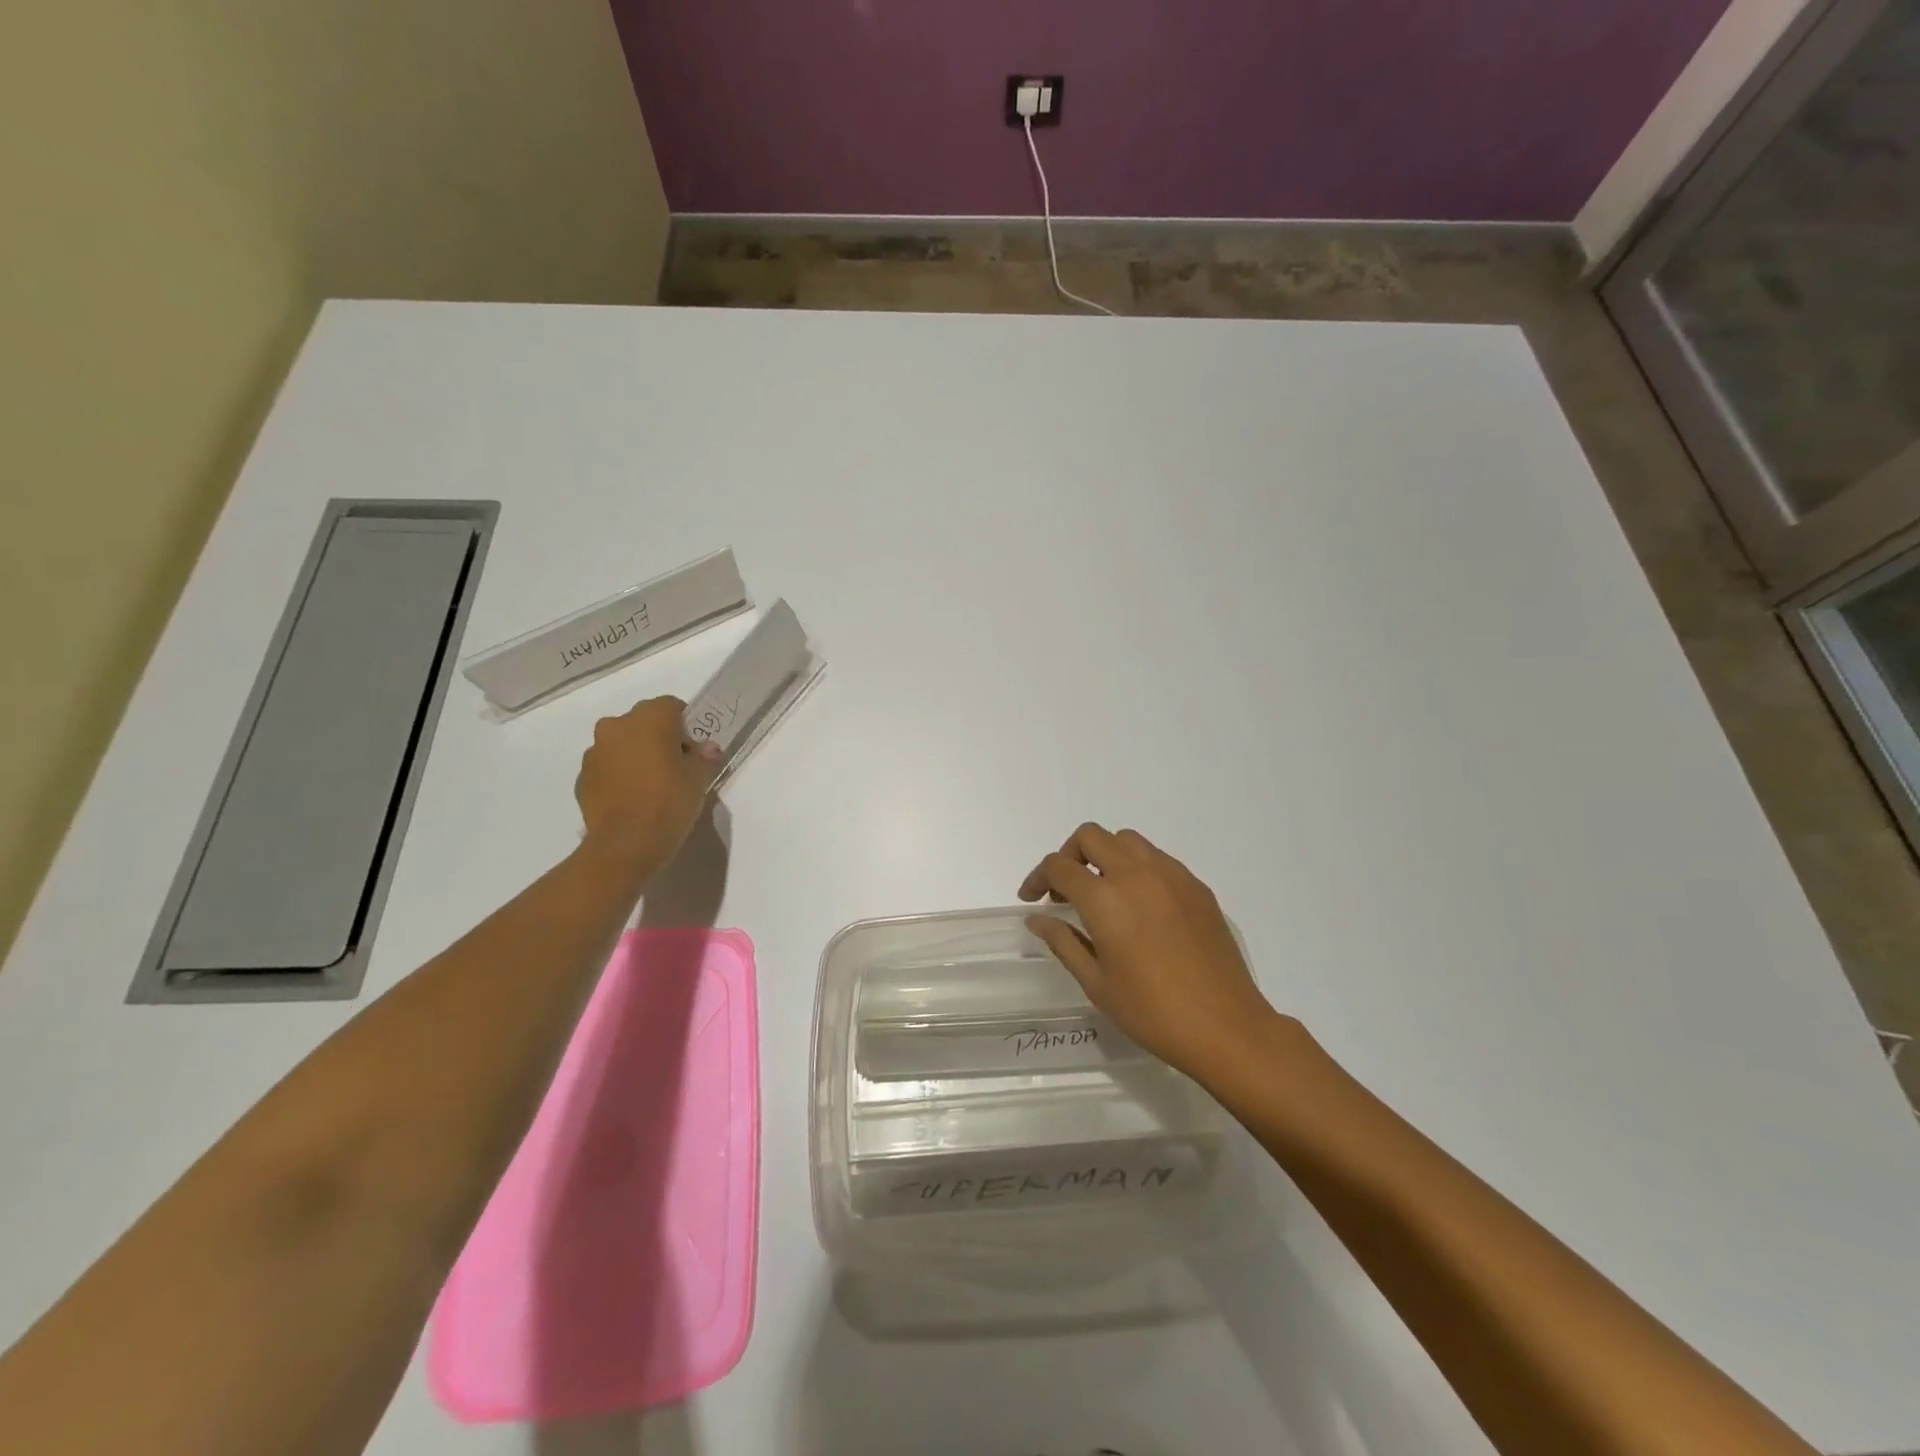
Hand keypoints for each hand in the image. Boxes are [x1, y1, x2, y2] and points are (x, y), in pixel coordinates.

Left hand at [574, 696, 721, 882]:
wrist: (626, 844)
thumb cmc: (669, 802)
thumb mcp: (699, 778)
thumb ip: (703, 757)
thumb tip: (706, 748)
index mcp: (649, 719)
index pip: (671, 706)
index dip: (686, 725)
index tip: (694, 749)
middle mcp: (616, 726)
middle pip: (642, 722)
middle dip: (657, 737)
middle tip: (674, 765)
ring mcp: (595, 752)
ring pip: (621, 744)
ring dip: (635, 755)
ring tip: (651, 784)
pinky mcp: (582, 778)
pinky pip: (606, 767)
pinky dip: (618, 775)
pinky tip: (632, 799)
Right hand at [1018, 823, 1288, 1081]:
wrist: (1226, 1026)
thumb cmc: (1152, 1012)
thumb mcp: (1097, 983)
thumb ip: (1064, 941)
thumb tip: (1038, 918)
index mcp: (1105, 899)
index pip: (1059, 866)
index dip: (1037, 878)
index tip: (1032, 899)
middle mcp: (1137, 874)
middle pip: (1091, 836)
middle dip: (1069, 856)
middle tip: (1065, 892)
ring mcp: (1172, 876)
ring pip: (1127, 840)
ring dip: (1105, 856)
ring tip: (1103, 895)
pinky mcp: (1197, 887)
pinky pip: (1158, 859)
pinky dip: (1137, 869)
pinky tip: (1140, 907)